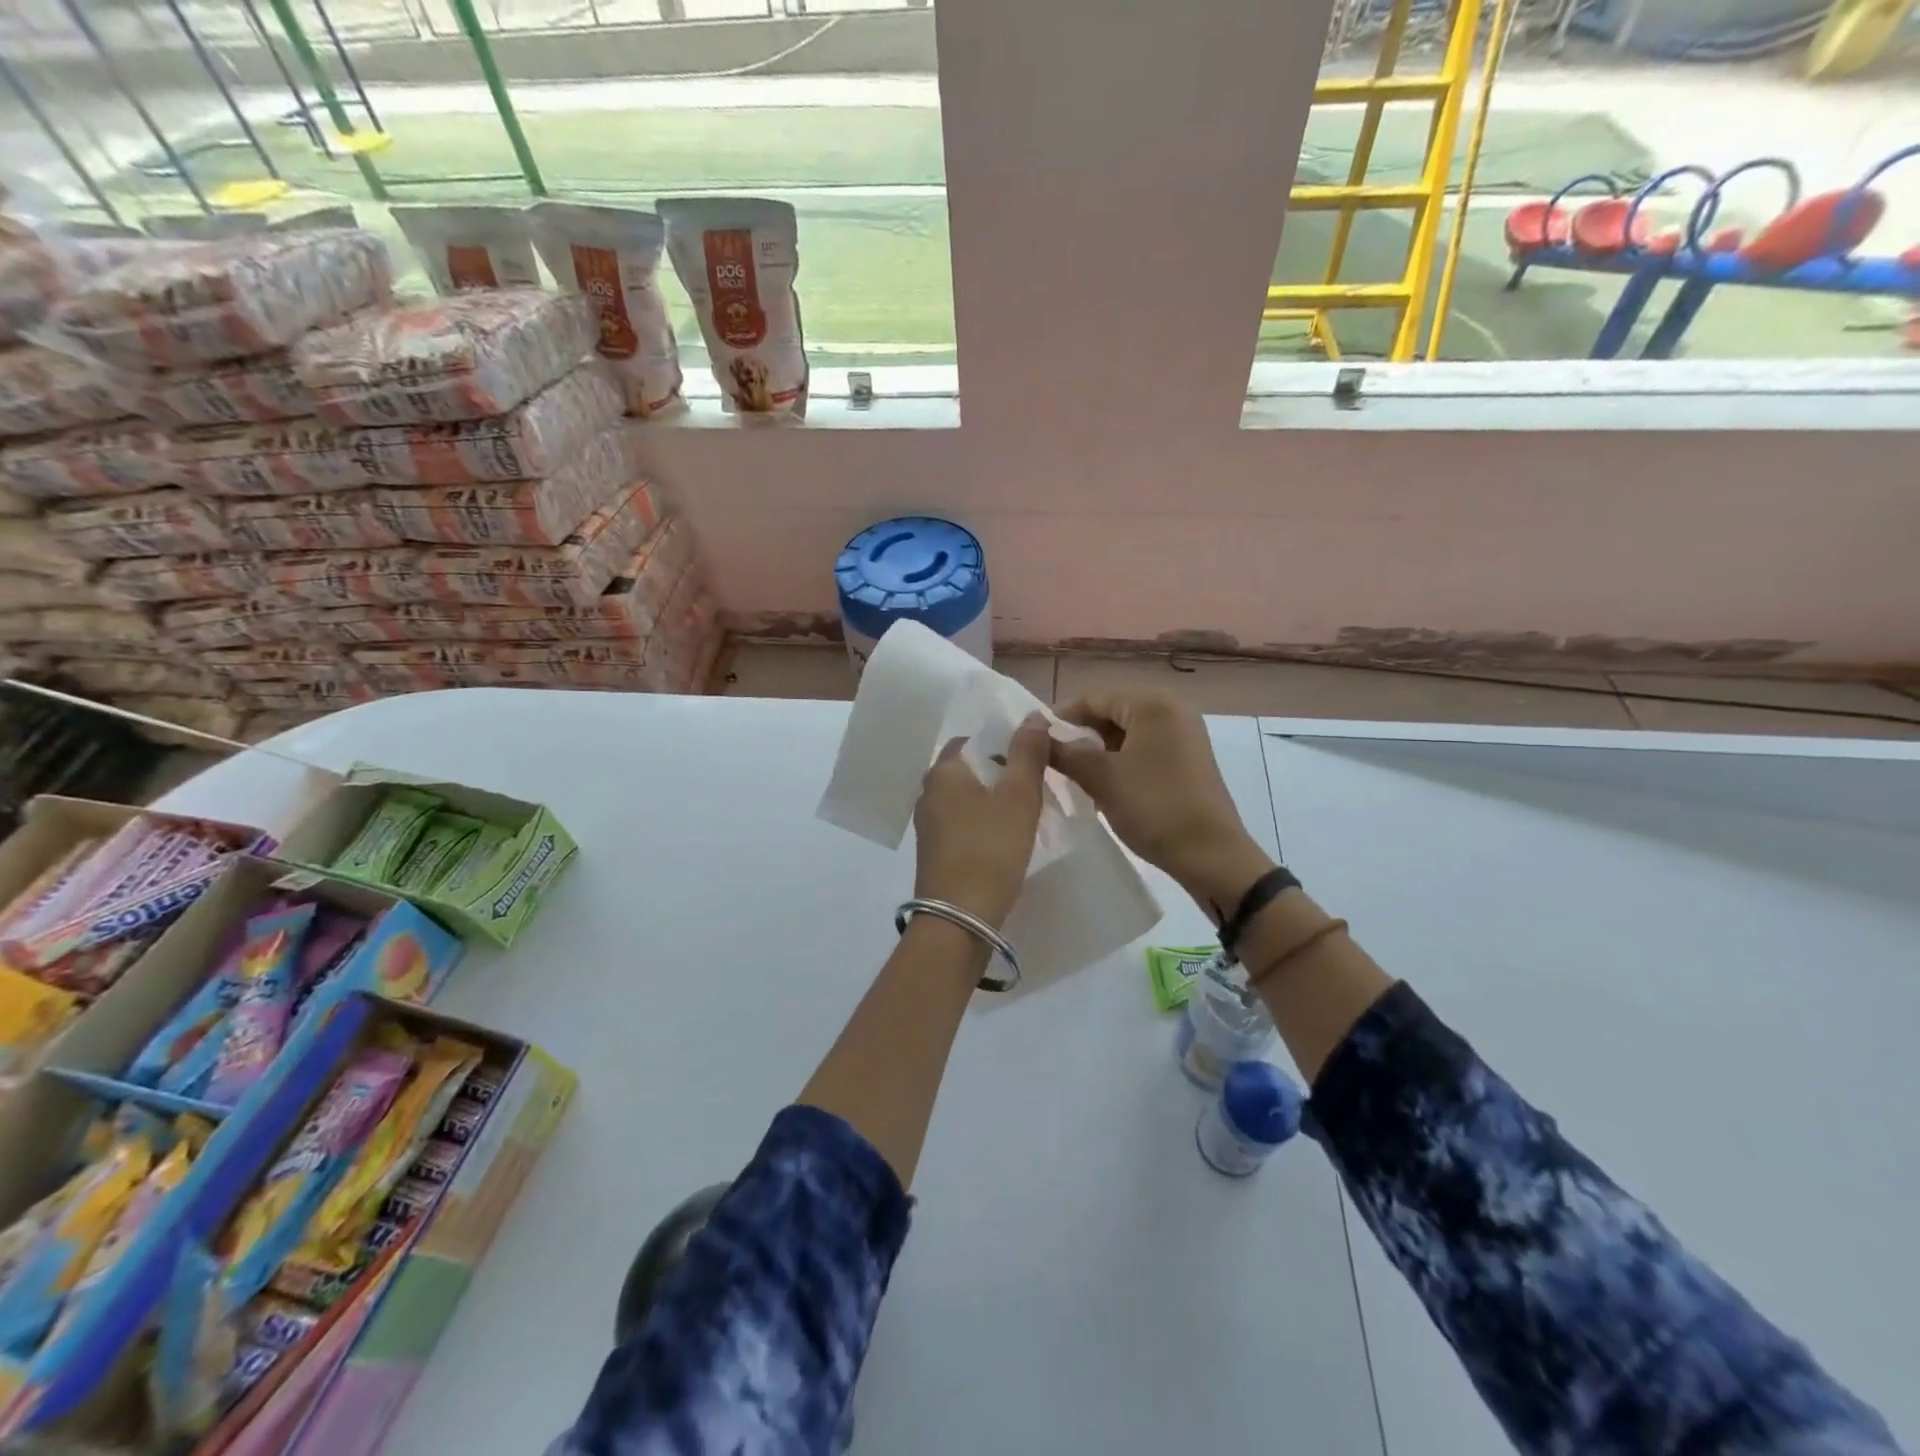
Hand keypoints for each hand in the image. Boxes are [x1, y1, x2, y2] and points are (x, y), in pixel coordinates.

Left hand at [912, 712, 1050, 929]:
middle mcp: (928, 793)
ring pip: (967, 799)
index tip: (1032, 758)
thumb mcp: (1018, 796)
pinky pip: (963, 824)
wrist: (960, 918)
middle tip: (1035, 786)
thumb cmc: (990, 848)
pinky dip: (984, 824)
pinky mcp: (935, 852)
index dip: (1003, 744)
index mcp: (943, 772)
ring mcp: (928, 825)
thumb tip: (1033, 716)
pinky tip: (1006, 839)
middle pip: (970, 770)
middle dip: (1001, 773)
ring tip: (1027, 812)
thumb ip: (1027, 753)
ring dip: (994, 801)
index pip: (972, 741)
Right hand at [1050, 689, 1272, 917]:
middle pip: (1111, 710)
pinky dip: (1120, 758)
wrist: (1210, 854)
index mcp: (1152, 703)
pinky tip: (1103, 782)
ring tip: (1072, 773)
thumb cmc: (1154, 807)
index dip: (1060, 717)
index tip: (1033, 740)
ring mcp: (1184, 732)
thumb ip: (1065, 753)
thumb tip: (1037, 736)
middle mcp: (1172, 708)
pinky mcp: (1188, 756)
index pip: (1093, 697)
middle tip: (1051, 759)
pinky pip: (1144, 746)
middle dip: (1080, 733)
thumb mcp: (1101, 779)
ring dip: (1098, 748)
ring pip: (1127, 730)